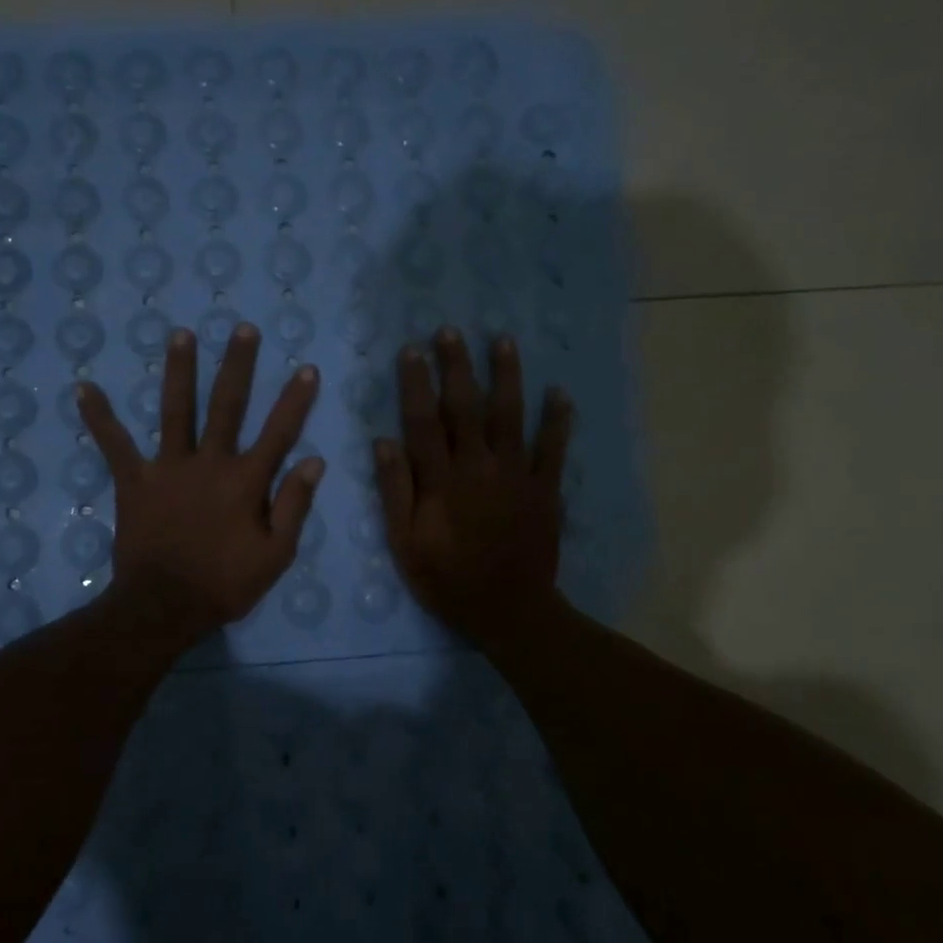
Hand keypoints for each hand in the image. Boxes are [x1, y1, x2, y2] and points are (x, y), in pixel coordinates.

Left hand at [79, 323, 324, 647]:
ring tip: (180, 334)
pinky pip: (114, 445)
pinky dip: (99, 417)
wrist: (164, 607)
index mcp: (246, 481)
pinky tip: (84, 388)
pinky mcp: (134, 481)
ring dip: (178, 371)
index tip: (307, 368)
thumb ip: (294, 505)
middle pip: (227, 405)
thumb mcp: (276, 554)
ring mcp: (168, 468)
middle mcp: (209, 462)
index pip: (279, 432)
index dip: (295, 400)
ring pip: (175, 410)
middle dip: (237, 365)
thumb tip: (314, 461)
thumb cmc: (225, 584)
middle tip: (242, 329)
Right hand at [375, 328, 571, 653]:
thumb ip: (395, 491)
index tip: (410, 351)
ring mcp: (517, 474)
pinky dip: (558, 420)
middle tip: (450, 332)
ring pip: (511, 415)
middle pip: (467, 407)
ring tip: (503, 341)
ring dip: (507, 377)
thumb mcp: (405, 544)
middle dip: (457, 366)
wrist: (510, 610)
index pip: (423, 421)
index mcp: (442, 480)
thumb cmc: (448, 579)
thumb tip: (383, 441)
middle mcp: (480, 466)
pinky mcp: (545, 488)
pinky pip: (554, 448)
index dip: (415, 383)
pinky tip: (560, 393)